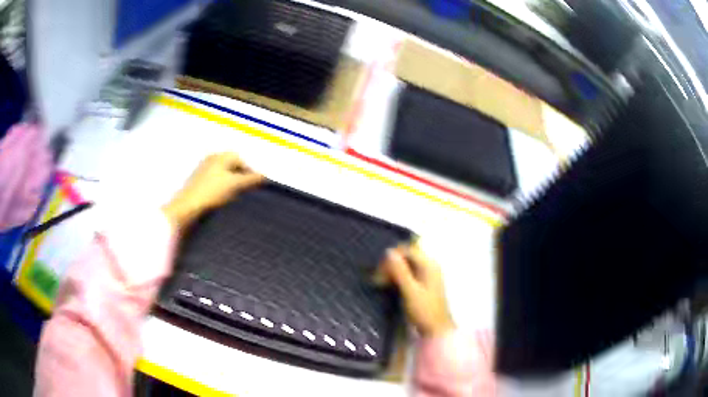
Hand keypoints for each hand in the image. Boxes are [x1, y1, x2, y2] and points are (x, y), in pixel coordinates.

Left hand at [162, 152, 263, 229]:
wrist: (186, 208)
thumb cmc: (211, 192)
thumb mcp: (234, 185)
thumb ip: (251, 179)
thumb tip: (265, 176)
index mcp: (220, 156)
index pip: (241, 160)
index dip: (250, 173)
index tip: (255, 186)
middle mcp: (211, 159)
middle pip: (233, 167)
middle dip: (241, 178)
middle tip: (245, 192)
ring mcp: (203, 170)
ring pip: (224, 175)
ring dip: (231, 185)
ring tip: (233, 198)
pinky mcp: (197, 182)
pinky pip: (215, 183)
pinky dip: (221, 189)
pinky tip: (221, 201)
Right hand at [376, 243, 454, 335]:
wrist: (436, 330)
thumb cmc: (424, 311)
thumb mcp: (410, 291)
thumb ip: (400, 271)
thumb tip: (389, 252)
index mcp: (429, 264)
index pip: (408, 249)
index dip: (392, 256)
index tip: (379, 270)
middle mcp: (429, 266)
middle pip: (406, 256)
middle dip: (391, 264)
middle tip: (378, 279)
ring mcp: (427, 275)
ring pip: (405, 265)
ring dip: (392, 271)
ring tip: (380, 283)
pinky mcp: (423, 284)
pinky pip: (407, 273)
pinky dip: (397, 277)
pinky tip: (388, 286)